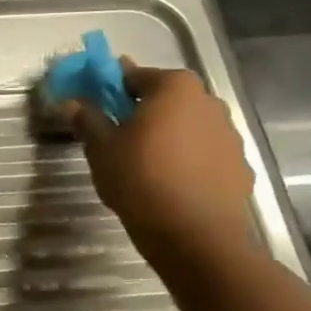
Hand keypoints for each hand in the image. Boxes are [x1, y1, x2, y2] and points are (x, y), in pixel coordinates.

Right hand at [61, 59, 256, 261]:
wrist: (193, 234)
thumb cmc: (140, 179)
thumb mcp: (101, 148)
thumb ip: (87, 119)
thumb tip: (71, 101)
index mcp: (174, 88)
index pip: (135, 76)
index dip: (112, 88)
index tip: (97, 104)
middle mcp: (208, 102)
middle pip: (166, 99)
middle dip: (142, 111)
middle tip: (117, 136)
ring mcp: (229, 134)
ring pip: (187, 126)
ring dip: (166, 136)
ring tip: (143, 164)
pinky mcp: (238, 165)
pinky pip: (204, 153)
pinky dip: (186, 159)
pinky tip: (169, 183)